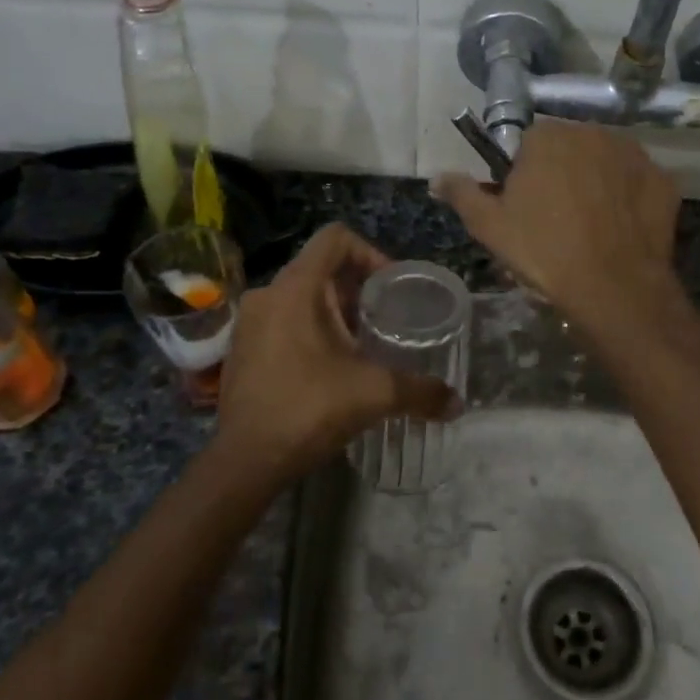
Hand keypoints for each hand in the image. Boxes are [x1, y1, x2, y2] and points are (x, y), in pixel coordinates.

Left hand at [215, 224, 457, 481]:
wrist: (245, 461)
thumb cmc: (308, 409)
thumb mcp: (374, 394)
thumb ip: (420, 391)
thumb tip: (457, 403)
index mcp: (296, 287)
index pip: (336, 238)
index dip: (371, 253)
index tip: (392, 287)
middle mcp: (268, 293)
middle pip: (321, 267)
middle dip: (358, 289)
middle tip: (386, 319)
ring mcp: (250, 321)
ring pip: (302, 295)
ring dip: (335, 311)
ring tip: (362, 344)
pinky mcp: (242, 347)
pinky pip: (283, 319)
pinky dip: (310, 329)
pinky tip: (330, 367)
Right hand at [434, 119, 680, 330]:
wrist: (614, 287)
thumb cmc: (544, 252)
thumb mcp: (490, 227)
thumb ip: (462, 194)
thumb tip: (438, 177)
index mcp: (548, 137)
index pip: (528, 143)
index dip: (524, 173)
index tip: (525, 205)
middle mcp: (593, 132)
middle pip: (569, 148)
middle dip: (561, 173)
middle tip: (555, 217)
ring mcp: (634, 154)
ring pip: (605, 161)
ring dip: (596, 181)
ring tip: (591, 225)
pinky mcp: (663, 180)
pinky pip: (637, 182)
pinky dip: (628, 198)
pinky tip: (620, 229)